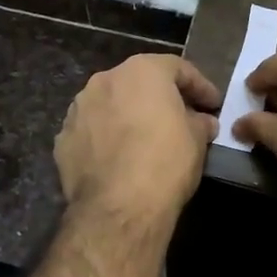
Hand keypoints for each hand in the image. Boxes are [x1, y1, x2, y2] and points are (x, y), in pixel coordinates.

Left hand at [55, 54, 221, 220]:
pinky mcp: (63, 138)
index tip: (214, 104)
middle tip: (182, 117)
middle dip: (161, 97)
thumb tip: (202, 121)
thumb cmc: (165, 162)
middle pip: (139, 82)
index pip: (177, 68)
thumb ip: (199, 122)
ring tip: (146, 138)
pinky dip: (107, 137)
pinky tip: (120, 158)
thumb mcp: (197, 139)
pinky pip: (93, 130)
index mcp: (141, 71)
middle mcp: (105, 80)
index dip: (200, 86)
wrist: (117, 208)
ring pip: (111, 104)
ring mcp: (79, 108)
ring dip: (129, 115)